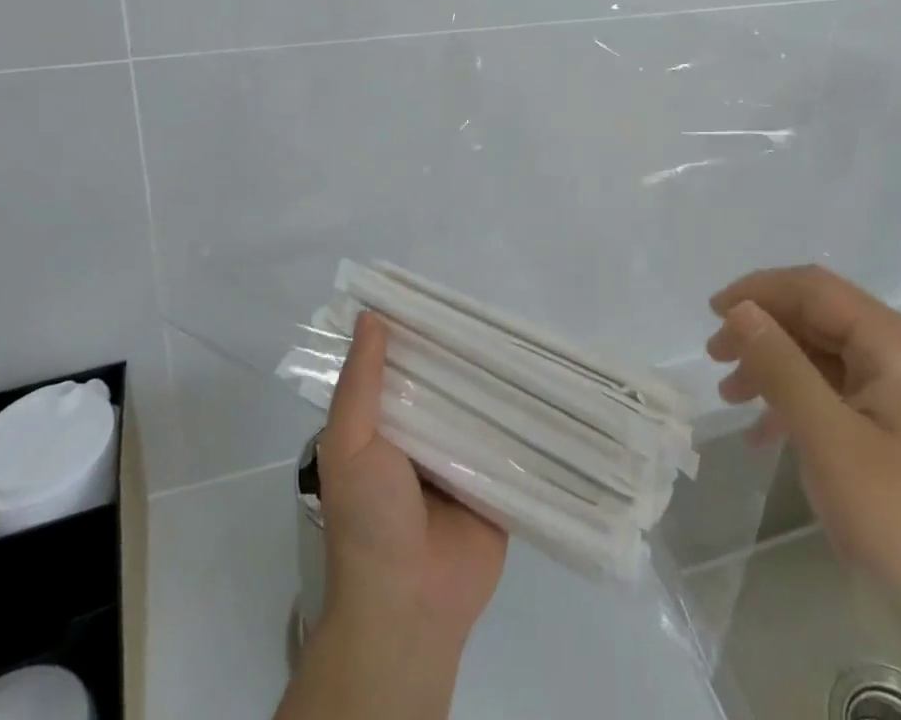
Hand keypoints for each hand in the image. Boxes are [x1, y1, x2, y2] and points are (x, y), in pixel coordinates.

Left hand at [317, 311, 506, 658]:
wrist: (409, 607)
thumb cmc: (368, 519)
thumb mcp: (349, 444)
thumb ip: (360, 384)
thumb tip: (371, 315)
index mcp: (389, 422)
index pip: (406, 363)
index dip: (420, 330)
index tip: (443, 291)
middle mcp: (427, 433)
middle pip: (449, 380)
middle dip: (466, 350)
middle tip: (496, 309)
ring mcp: (464, 456)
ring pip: (484, 404)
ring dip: (500, 379)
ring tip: (529, 335)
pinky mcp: (498, 480)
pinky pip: (513, 440)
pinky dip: (526, 416)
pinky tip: (551, 383)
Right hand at [705, 266, 900, 635]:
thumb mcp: (830, 439)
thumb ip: (781, 367)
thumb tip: (741, 310)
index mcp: (890, 340)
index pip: (811, 288)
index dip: (757, 291)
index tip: (711, 313)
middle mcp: (900, 351)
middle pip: (817, 316)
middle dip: (762, 331)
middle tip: (716, 359)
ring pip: (824, 354)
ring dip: (775, 367)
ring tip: (732, 396)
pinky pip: (839, 391)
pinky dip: (800, 401)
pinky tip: (768, 433)